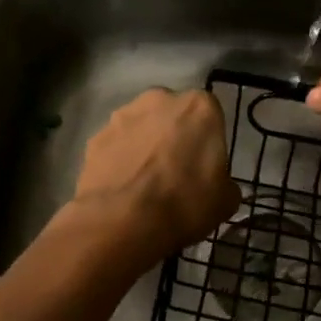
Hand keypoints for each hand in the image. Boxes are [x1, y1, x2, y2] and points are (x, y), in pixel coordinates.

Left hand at [68, 88, 240, 264]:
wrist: (123, 221)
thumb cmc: (184, 203)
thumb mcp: (225, 201)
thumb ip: (224, 183)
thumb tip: (219, 186)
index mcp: (199, 107)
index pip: (210, 116)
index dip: (207, 142)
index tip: (204, 166)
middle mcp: (159, 99)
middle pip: (172, 115)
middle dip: (173, 136)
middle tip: (174, 172)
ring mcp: (121, 116)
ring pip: (140, 128)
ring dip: (143, 146)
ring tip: (143, 182)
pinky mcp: (95, 138)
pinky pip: (115, 147)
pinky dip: (119, 161)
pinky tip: (122, 188)